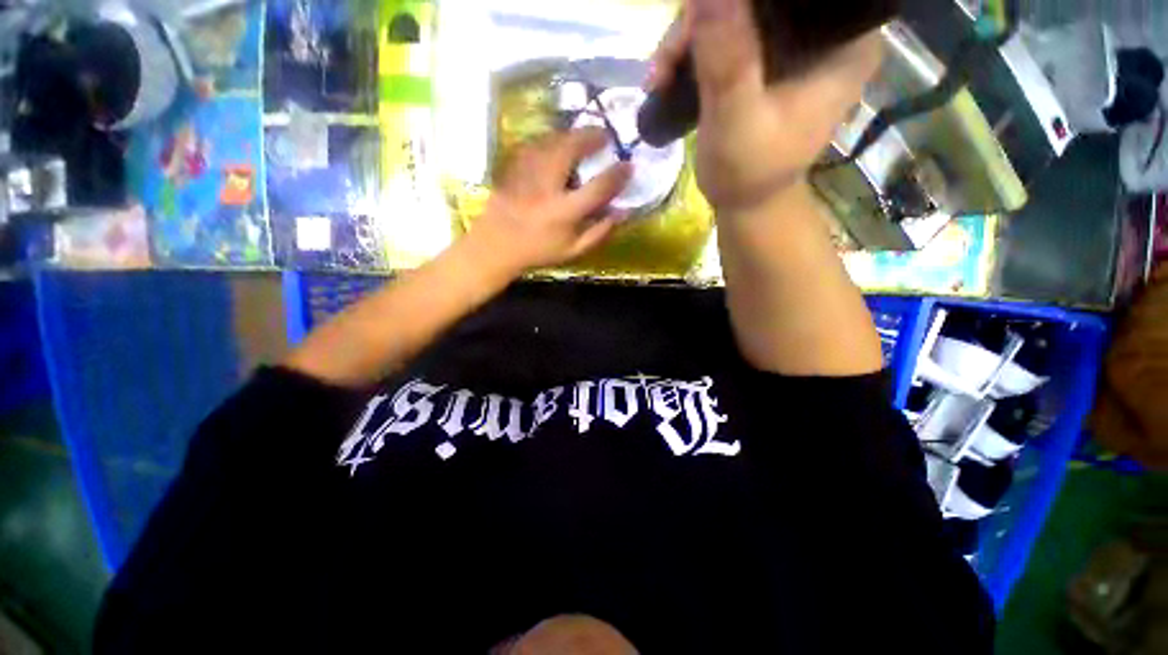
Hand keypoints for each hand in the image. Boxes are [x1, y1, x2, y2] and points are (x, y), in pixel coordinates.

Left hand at [467, 128, 632, 274]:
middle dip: (591, 136)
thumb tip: (623, 213)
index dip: (617, 175)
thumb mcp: (573, 251)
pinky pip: (535, 143)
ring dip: (571, 134)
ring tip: (583, 136)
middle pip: (571, 149)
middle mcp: (546, 187)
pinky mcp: (512, 166)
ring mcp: (526, 173)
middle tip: (604, 134)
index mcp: (563, 212)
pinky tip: (557, 143)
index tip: (629, 165)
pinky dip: (551, 139)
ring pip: (551, 140)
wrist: (496, 246)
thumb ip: (599, 232)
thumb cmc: (538, 251)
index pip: (598, 188)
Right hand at [647, 0, 882, 210]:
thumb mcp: (735, 120)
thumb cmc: (748, 174)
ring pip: (739, 12)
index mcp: (845, 41)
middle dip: (704, 23)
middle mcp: (829, 32)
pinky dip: (695, 52)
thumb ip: (726, 58)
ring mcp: (797, 44)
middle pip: (763, 1)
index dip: (743, 3)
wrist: (745, 204)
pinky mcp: (770, 59)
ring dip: (691, 41)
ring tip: (659, 79)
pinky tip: (669, 77)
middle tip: (666, 65)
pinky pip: (731, 33)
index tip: (699, 21)